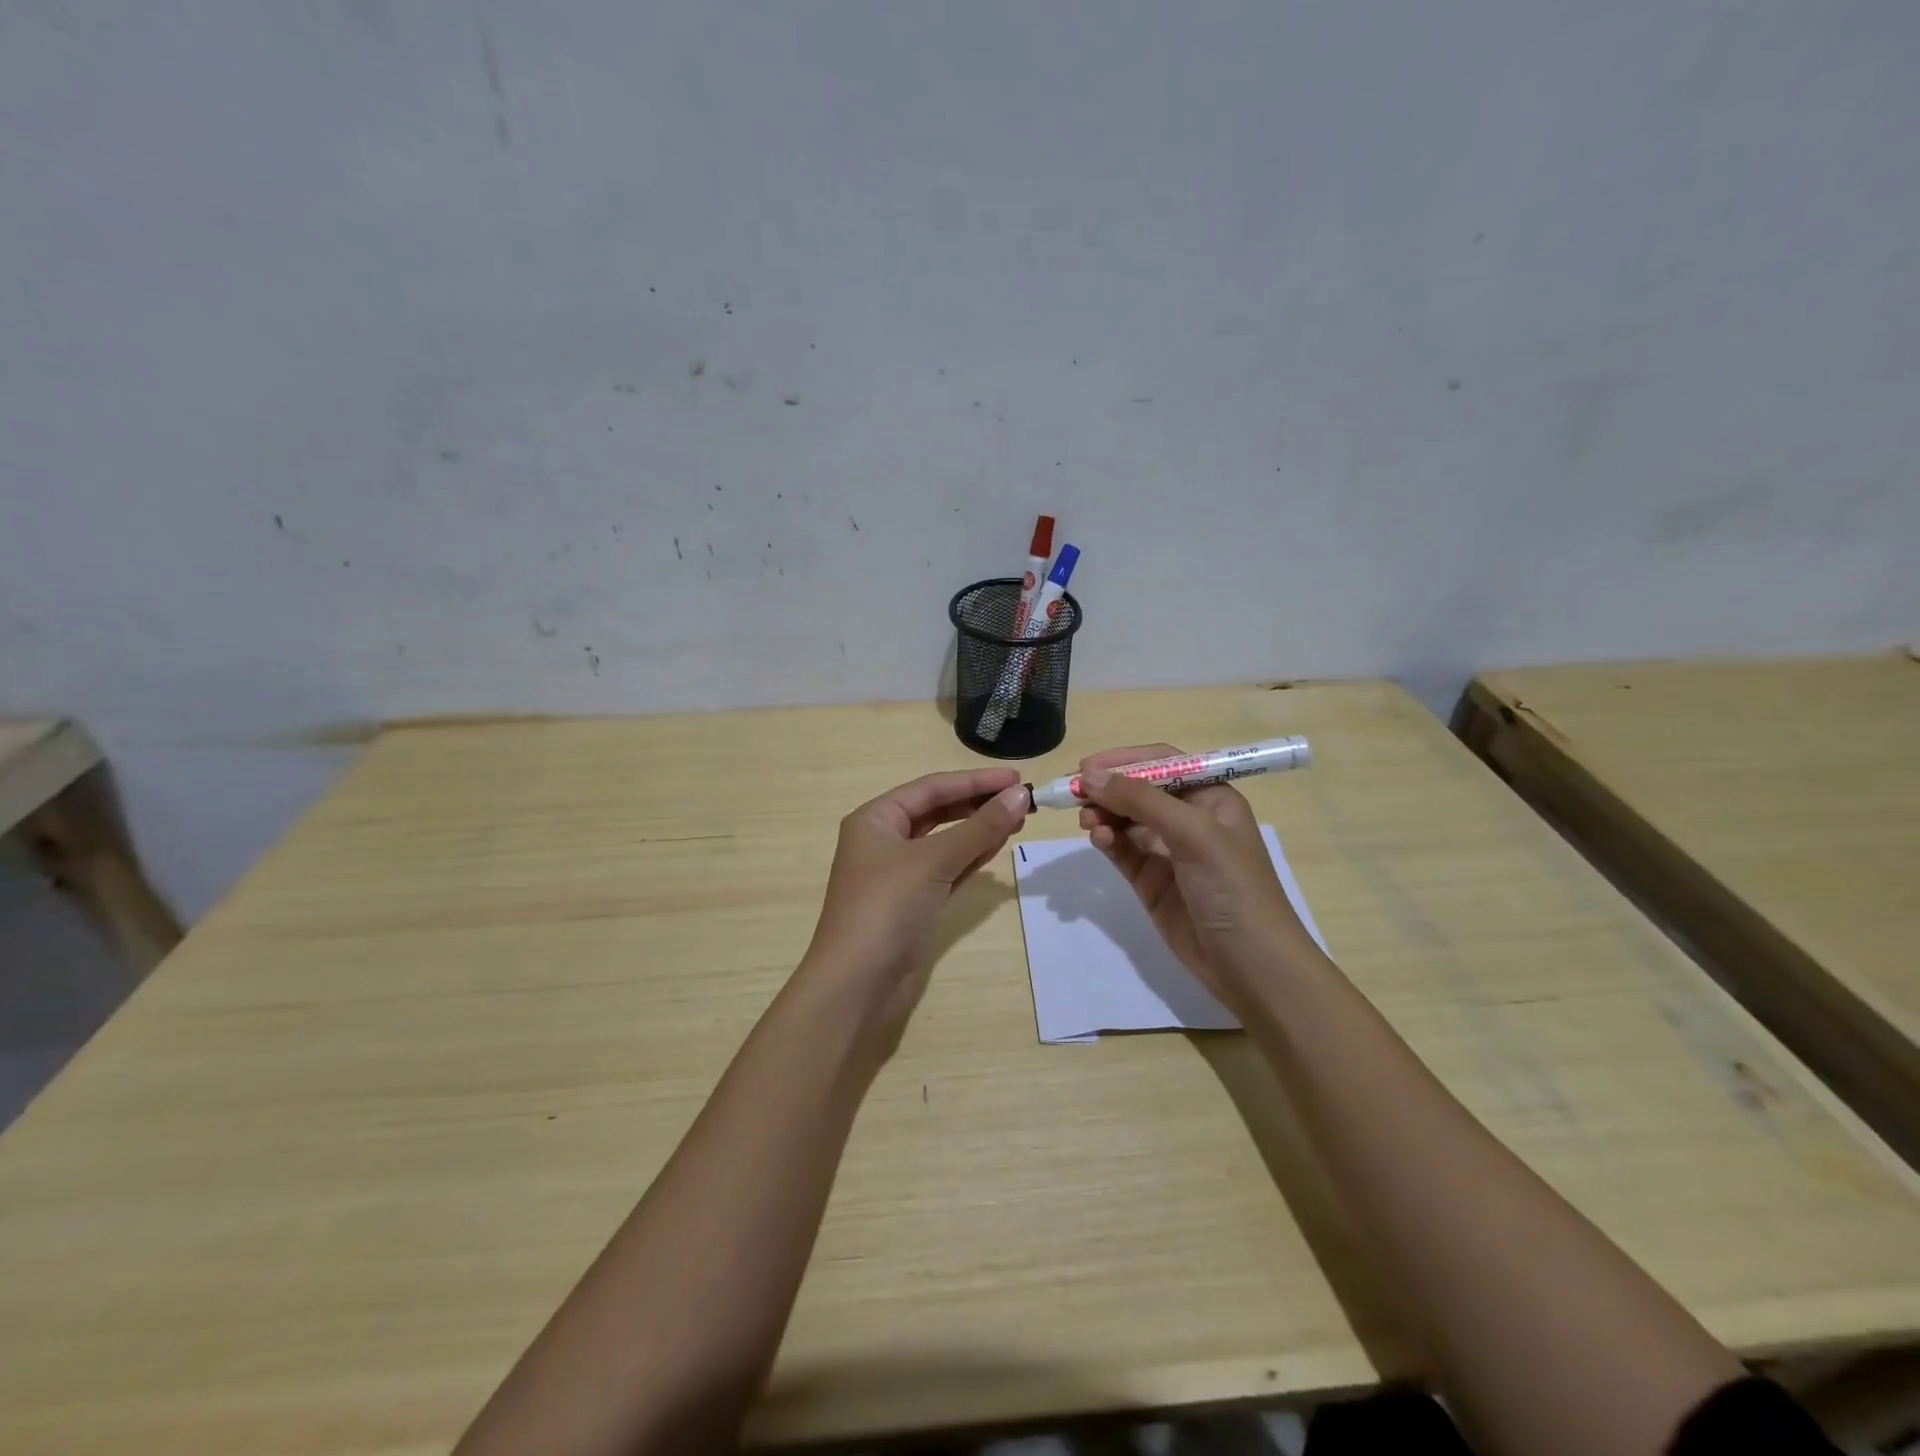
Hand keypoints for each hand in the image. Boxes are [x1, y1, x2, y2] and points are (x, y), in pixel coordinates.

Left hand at [801, 767, 1029, 1047]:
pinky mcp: (913, 903)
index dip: (975, 781)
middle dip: (978, 804)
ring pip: (945, 841)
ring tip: (1018, 820)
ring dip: (979, 829)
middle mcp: (884, 841)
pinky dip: (971, 857)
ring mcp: (898, 874)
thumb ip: (979, 828)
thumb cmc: (886, 908)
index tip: (1017, 778)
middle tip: (1022, 801)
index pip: (931, 788)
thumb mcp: (933, 861)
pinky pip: (947, 869)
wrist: (857, 985)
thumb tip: (1020, 796)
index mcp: (875, 819)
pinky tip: (997, 846)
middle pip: (938, 811)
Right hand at [1076, 744, 1314, 1010]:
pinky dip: (1107, 841)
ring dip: (1104, 814)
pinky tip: (1098, 840)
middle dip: (1108, 789)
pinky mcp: (1152, 882)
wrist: (1252, 966)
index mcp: (1211, 798)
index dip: (1125, 761)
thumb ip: (1140, 801)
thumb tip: (1089, 775)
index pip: (1162, 763)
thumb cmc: (1233, 887)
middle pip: (1139, 791)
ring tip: (1086, 821)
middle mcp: (1190, 819)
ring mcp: (1169, 852)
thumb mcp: (1193, 833)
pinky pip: (1122, 851)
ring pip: (1126, 820)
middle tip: (1074, 794)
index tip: (1087, 766)